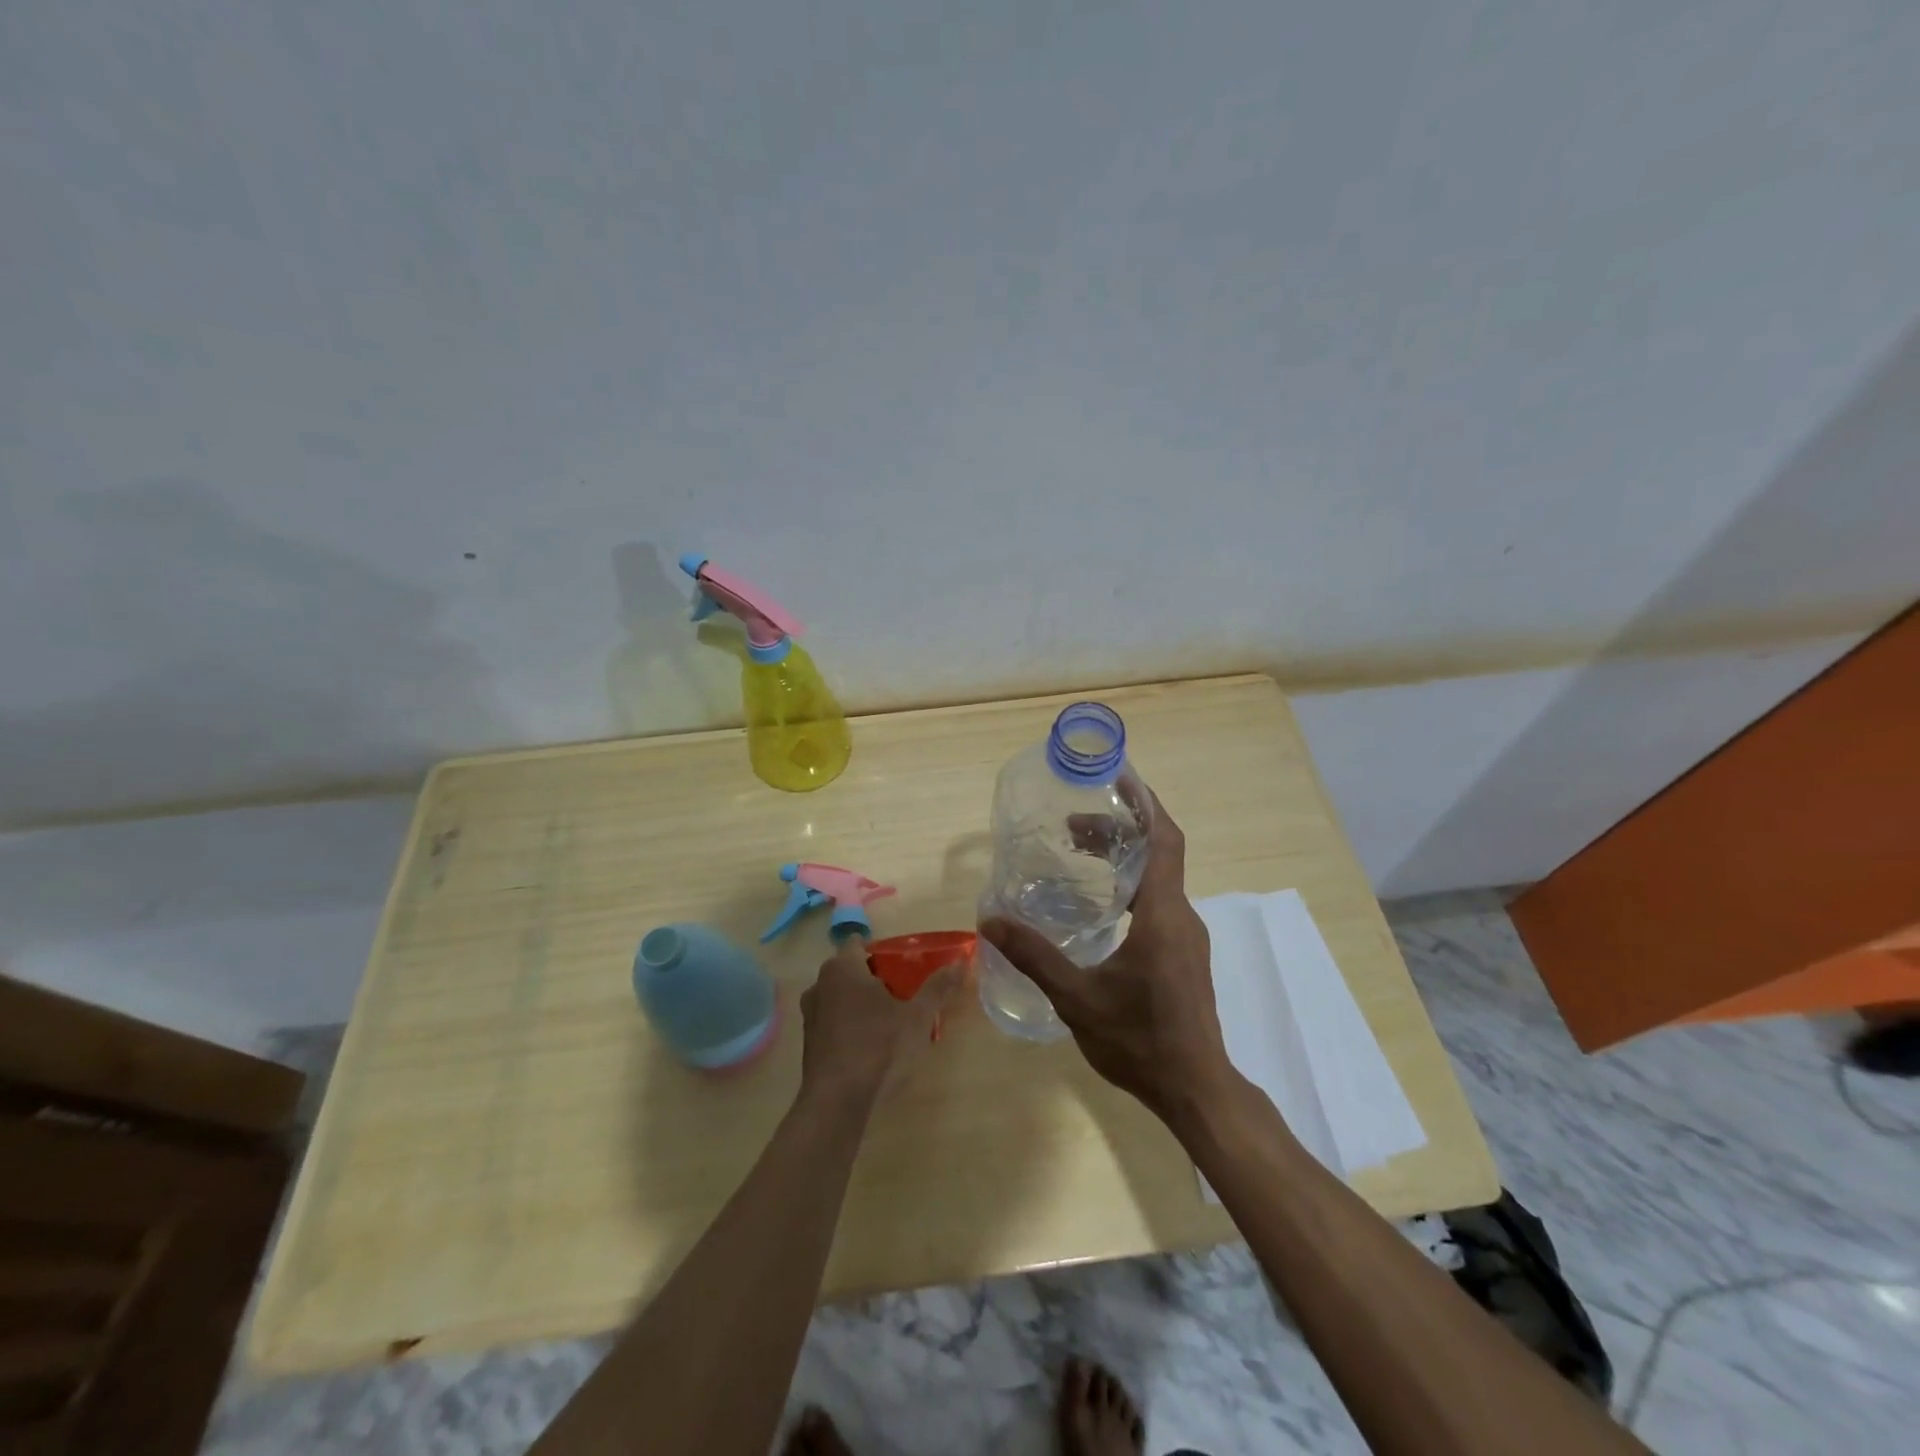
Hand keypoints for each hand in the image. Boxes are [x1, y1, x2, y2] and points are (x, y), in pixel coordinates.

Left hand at [798, 936, 957, 1110]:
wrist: (837, 1102)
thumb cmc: (879, 1047)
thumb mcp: (918, 1017)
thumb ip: (938, 987)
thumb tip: (960, 962)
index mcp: (843, 967)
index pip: (859, 943)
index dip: (881, 951)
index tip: (902, 966)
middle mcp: (820, 984)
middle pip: (850, 970)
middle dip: (874, 978)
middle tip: (903, 993)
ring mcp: (810, 1014)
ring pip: (840, 996)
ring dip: (860, 1003)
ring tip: (889, 1020)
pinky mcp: (809, 1042)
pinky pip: (833, 1021)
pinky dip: (849, 1025)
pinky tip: (870, 1045)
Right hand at [980, 790, 1233, 1128]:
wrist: (1195, 1088)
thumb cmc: (1139, 1040)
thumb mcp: (1077, 998)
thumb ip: (1034, 956)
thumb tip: (990, 921)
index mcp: (1163, 915)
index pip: (1164, 840)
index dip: (1146, 804)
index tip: (1120, 778)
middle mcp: (1181, 916)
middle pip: (1158, 853)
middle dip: (1121, 829)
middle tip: (1075, 822)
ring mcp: (1186, 937)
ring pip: (1159, 878)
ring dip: (1125, 857)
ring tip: (1081, 850)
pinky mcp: (1184, 955)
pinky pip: (1160, 901)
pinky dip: (1131, 883)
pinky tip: (1101, 901)